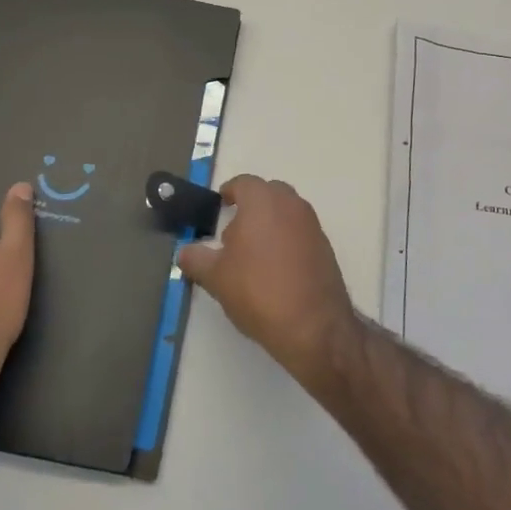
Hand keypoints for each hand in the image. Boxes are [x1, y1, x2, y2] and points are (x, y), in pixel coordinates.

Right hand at [176, 174, 358, 384]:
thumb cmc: (258, 291)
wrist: (313, 326)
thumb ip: (196, 259)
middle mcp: (291, 204)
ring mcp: (312, 225)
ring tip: (254, 255)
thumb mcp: (215, 277)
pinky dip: (287, 240)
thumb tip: (185, 252)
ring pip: (286, 212)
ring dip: (270, 223)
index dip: (229, 192)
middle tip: (234, 233)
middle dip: (251, 206)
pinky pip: (300, 232)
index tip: (219, 206)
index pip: (243, 183)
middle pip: (268, 193)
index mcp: (262, 201)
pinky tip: (277, 269)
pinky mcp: (326, 247)